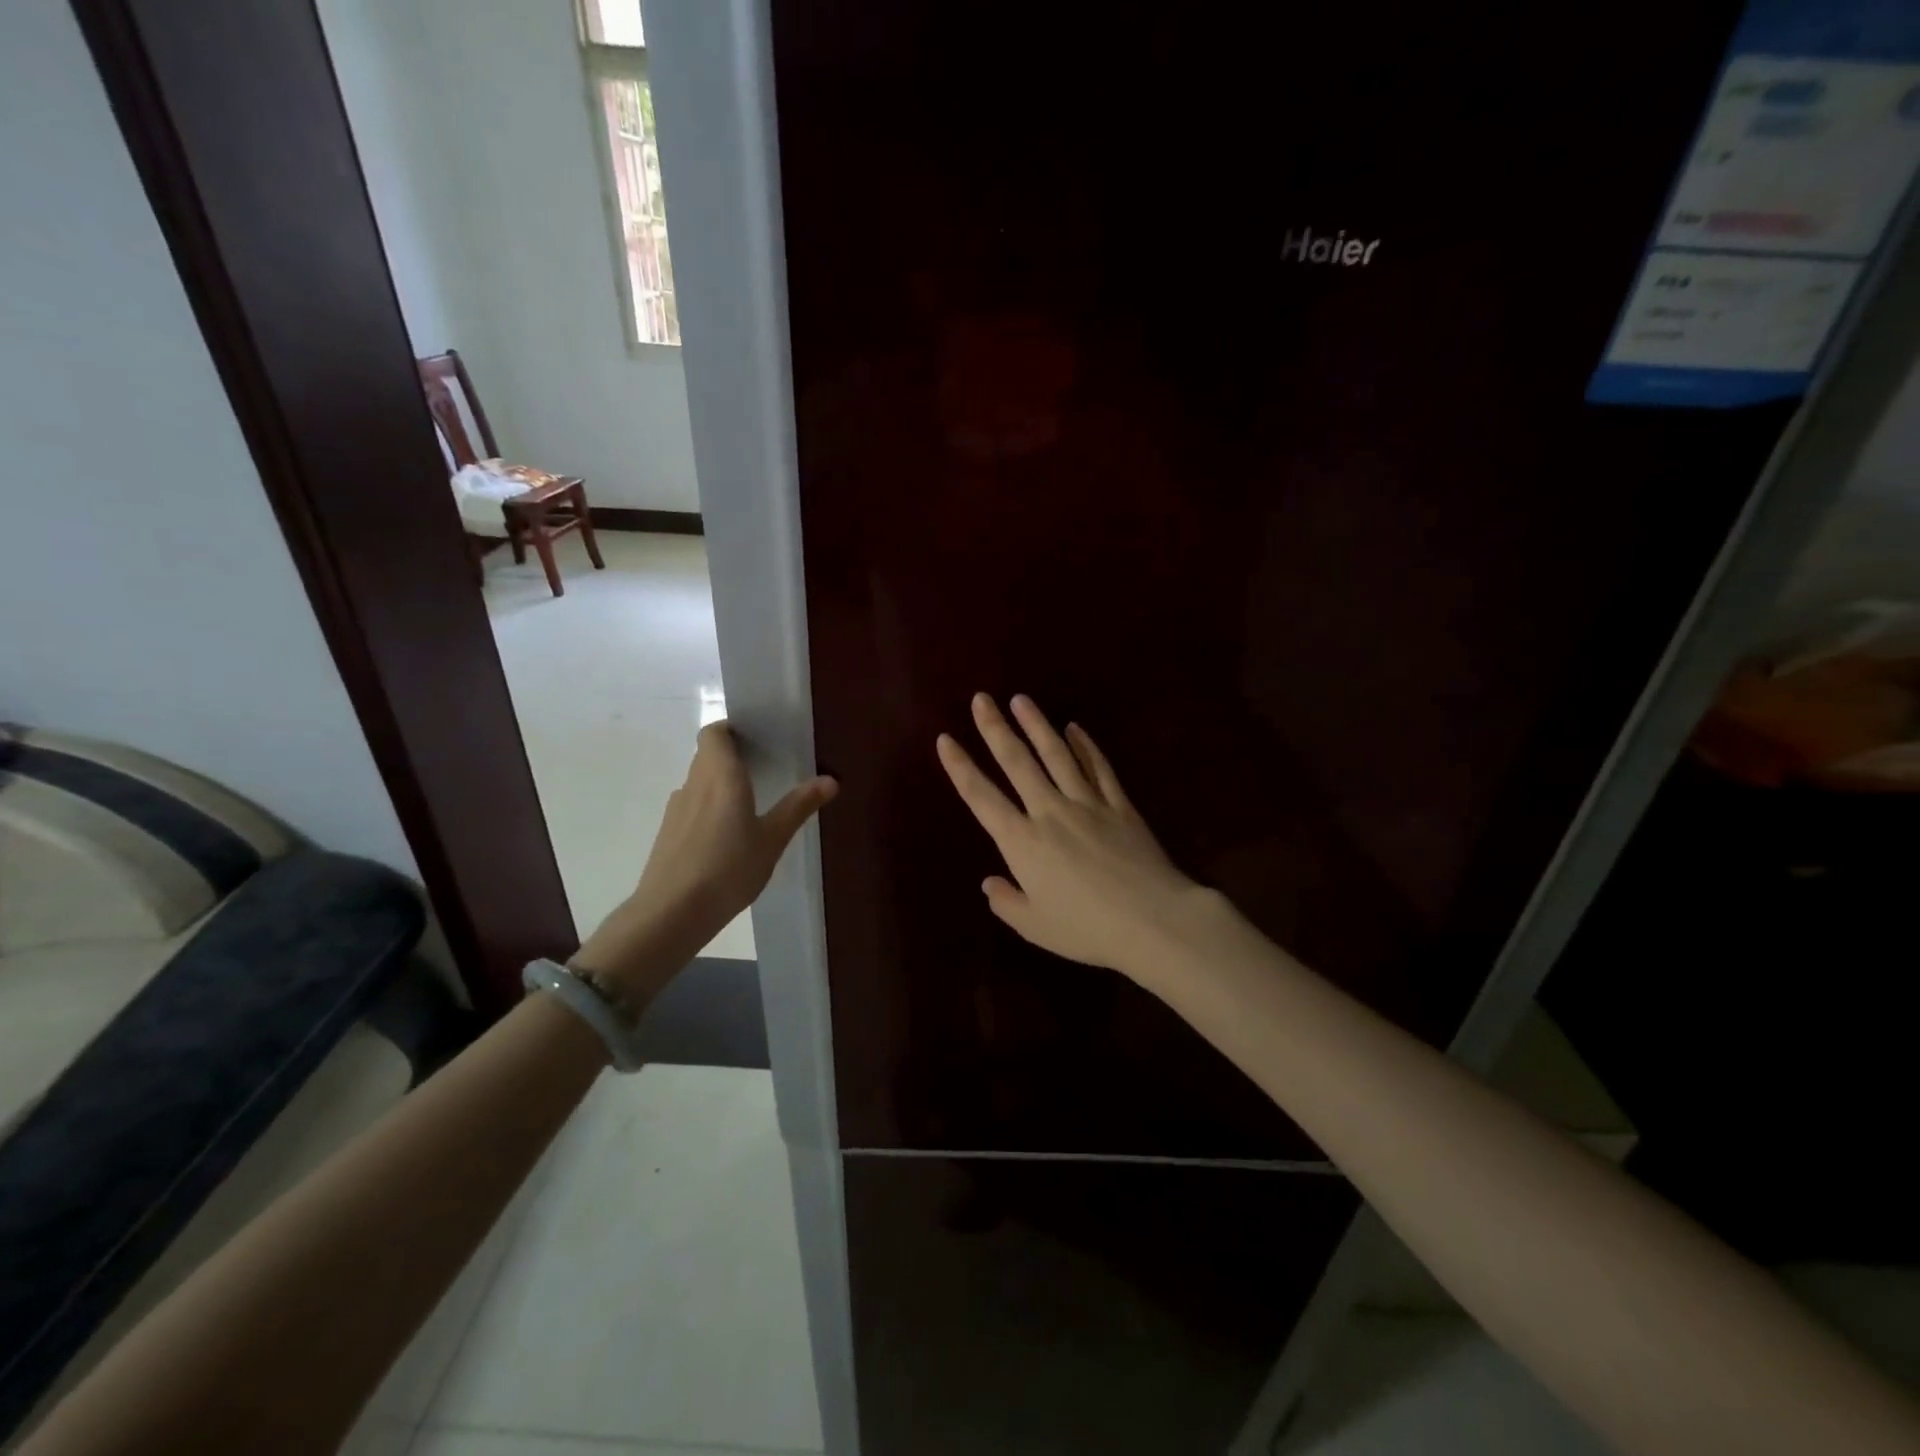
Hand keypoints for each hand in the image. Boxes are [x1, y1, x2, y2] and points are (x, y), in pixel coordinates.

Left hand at [575, 722, 835, 995]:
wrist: (671, 912)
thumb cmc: (728, 868)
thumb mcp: (772, 839)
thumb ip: (798, 806)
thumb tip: (831, 779)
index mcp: (721, 775)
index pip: (715, 733)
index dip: (732, 729)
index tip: (757, 739)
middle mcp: (694, 783)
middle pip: (708, 755)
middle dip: (733, 757)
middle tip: (765, 770)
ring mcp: (677, 808)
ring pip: (699, 781)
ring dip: (720, 784)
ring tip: (750, 804)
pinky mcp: (668, 832)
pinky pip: (692, 806)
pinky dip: (709, 808)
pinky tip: (727, 837)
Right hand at [936, 694, 1215, 984]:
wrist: (1152, 920)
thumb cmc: (1087, 929)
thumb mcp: (1035, 926)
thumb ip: (1007, 902)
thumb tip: (990, 883)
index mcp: (1022, 842)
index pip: (981, 797)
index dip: (960, 767)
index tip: (945, 739)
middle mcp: (1050, 812)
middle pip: (1018, 762)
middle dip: (995, 728)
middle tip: (982, 699)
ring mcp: (1087, 803)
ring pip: (1057, 755)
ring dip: (1037, 725)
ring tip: (1021, 700)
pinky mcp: (1119, 805)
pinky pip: (1098, 768)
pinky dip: (1085, 746)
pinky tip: (1075, 728)